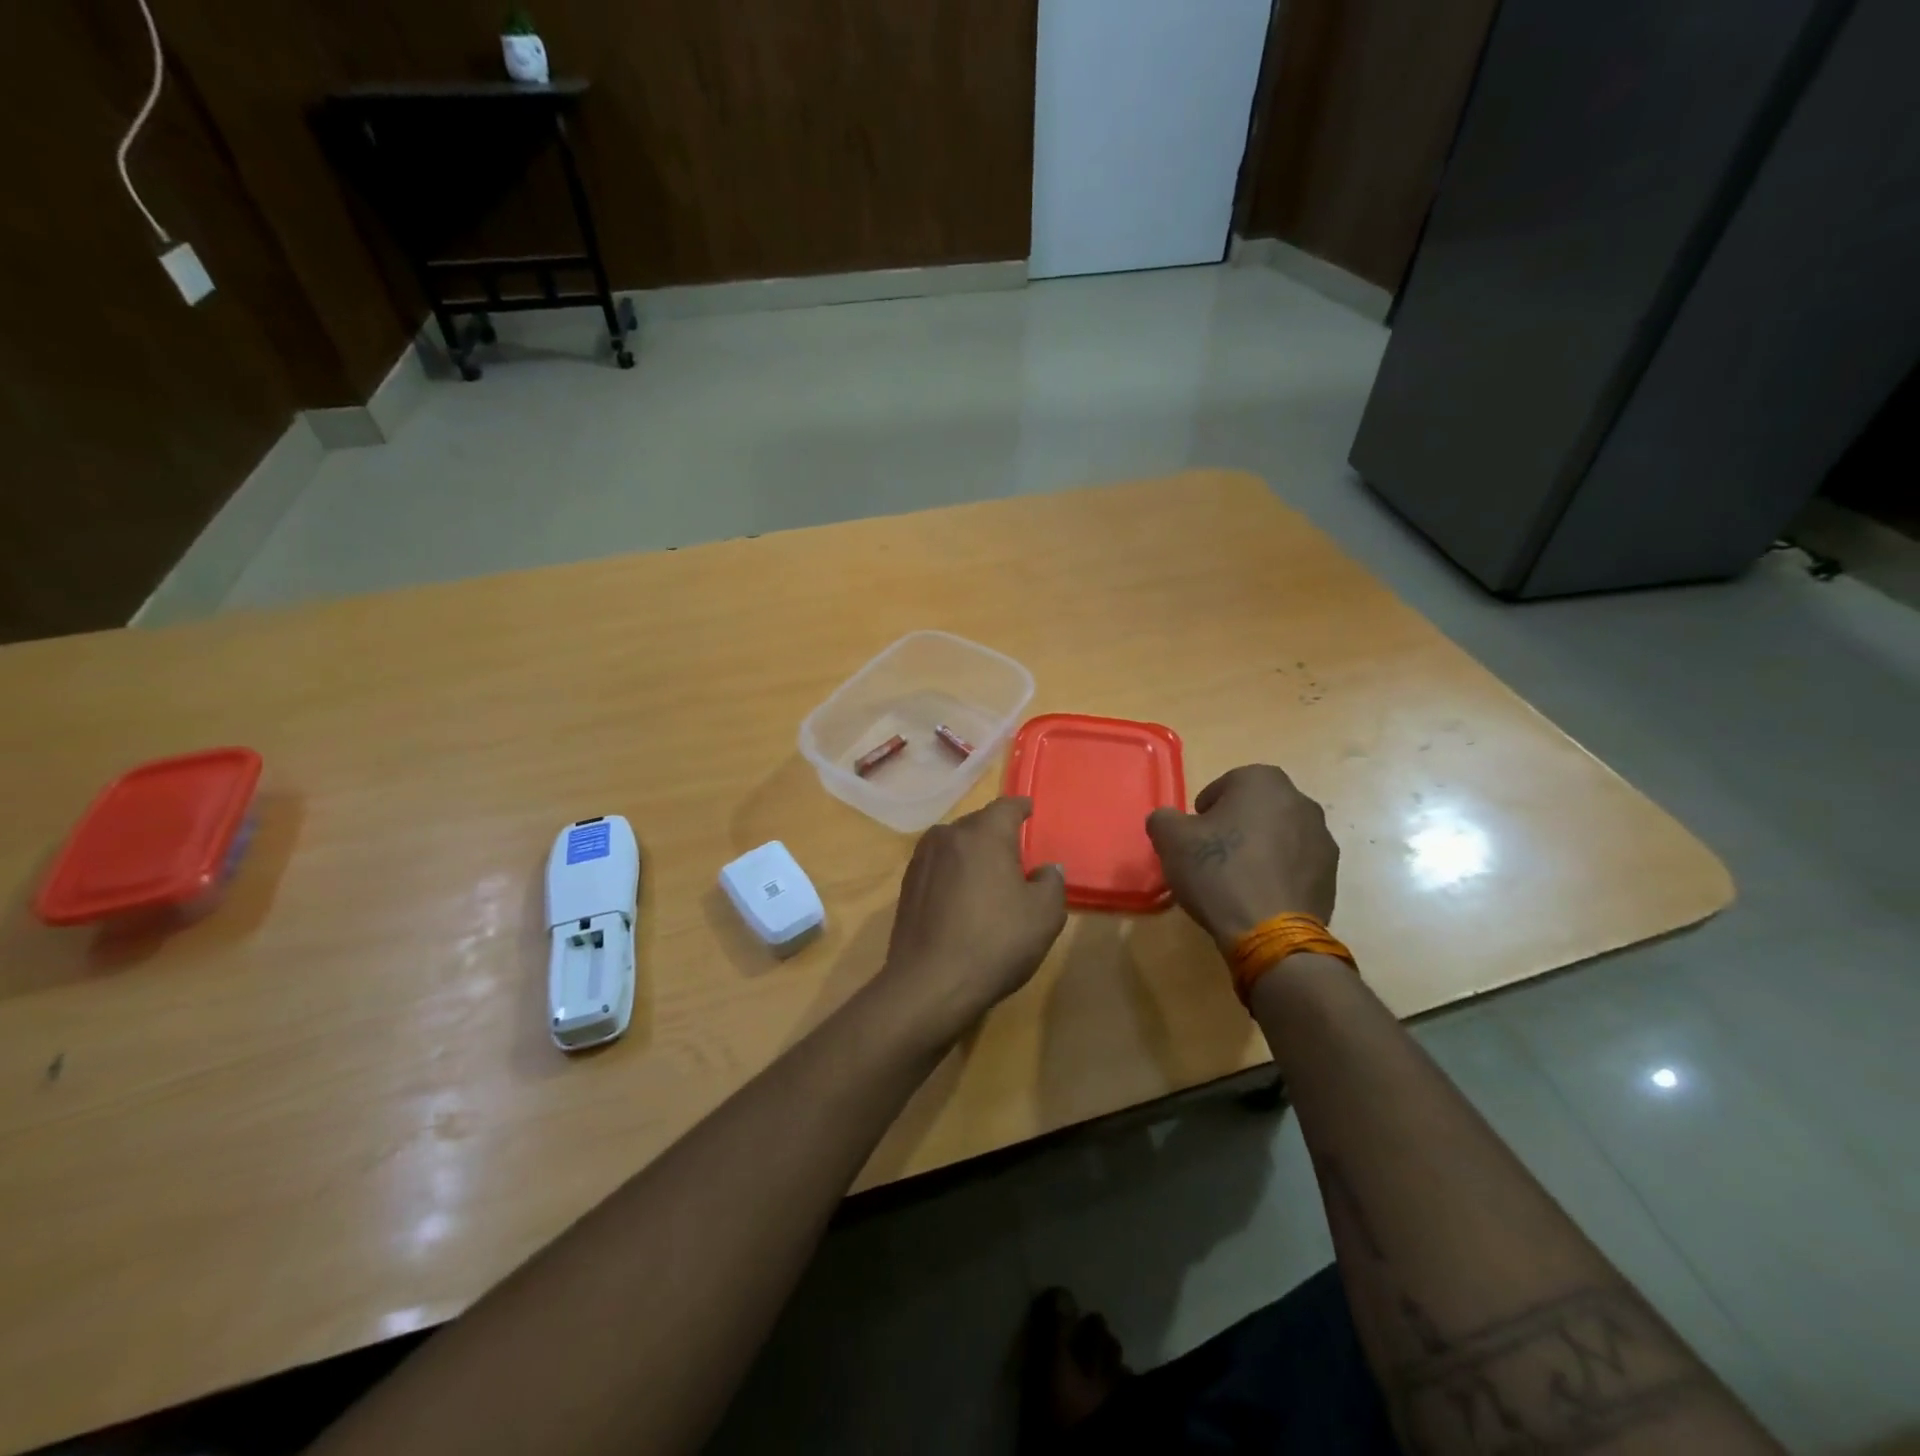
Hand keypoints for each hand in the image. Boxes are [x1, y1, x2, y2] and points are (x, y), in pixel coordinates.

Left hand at [874, 797, 1067, 1043]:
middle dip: (997, 834)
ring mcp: (922, 860)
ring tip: (988, 878)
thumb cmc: (995, 942)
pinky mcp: (907, 885)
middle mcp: (948, 835)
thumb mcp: (1044, 915)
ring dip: (972, 855)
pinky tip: (962, 900)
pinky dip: (954, 874)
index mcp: (983, 833)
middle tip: (1015, 855)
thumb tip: (1046, 869)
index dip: (1021, 808)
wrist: (930, 983)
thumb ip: (1051, 882)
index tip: (1030, 810)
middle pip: (979, 824)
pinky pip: (939, 867)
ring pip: (955, 845)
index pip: (1007, 806)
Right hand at [1146, 765, 1338, 949]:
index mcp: (1263, 782)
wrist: (1270, 932)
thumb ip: (1164, 818)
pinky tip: (1259, 896)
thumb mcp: (1170, 839)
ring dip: (1261, 848)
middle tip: (1214, 853)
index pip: (1228, 783)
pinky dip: (1279, 873)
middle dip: (1237, 824)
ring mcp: (1322, 838)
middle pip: (1258, 808)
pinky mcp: (1332, 875)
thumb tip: (1168, 820)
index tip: (1195, 833)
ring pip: (1281, 835)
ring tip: (1238, 878)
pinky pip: (1297, 864)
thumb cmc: (1218, 871)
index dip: (1207, 808)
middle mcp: (1301, 801)